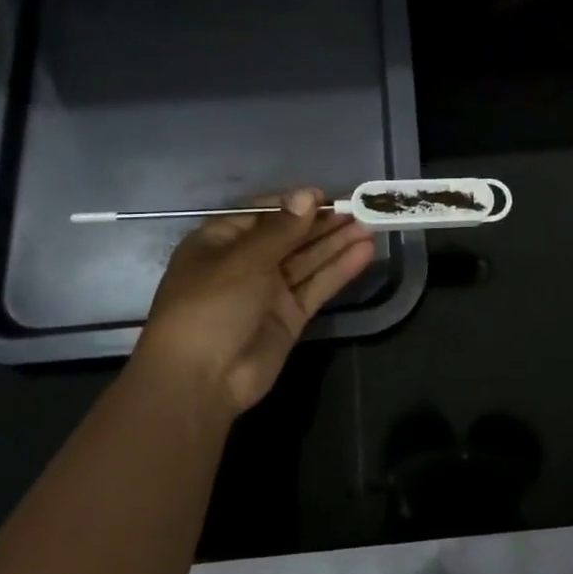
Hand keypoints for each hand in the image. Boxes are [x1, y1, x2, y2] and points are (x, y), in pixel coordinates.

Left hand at [127, 188, 374, 419]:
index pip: (264, 214)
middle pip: (291, 236)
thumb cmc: (210, 305)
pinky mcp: (289, 317)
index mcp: (221, 241)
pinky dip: (339, 270)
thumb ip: (282, 228)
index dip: (296, 204)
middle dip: (324, 223)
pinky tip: (364, 252)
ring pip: (308, 261)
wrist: (200, 379)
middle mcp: (245, 263)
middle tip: (362, 208)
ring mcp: (268, 292)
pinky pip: (316, 286)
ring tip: (371, 224)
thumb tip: (308, 194)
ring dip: (337, 243)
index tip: (328, 196)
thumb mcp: (244, 259)